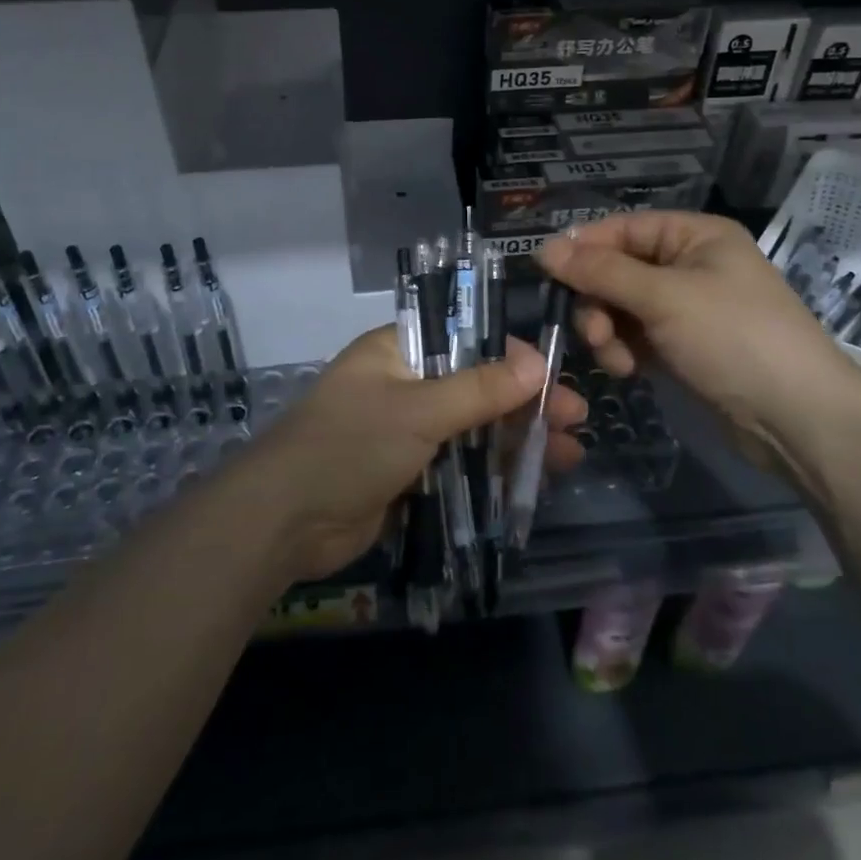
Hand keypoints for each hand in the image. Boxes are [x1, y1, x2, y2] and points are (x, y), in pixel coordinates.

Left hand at [239, 326, 586, 582]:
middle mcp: (404, 384)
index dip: (510, 353)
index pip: (464, 337)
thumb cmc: (349, 445)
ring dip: (518, 438)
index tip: (552, 372)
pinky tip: (534, 478)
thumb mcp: (418, 410)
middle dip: (524, 401)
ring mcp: (406, 430)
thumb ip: (478, 389)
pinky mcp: (409, 473)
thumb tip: (537, 364)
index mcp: (397, 351)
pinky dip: (494, 468)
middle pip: (476, 384)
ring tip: (570, 453)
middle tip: (575, 417)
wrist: (285, 522)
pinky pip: (461, 463)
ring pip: (473, 427)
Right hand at [537, 213, 860, 475]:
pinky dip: (625, 350)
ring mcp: (687, 309)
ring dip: (609, 331)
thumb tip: (543, 248)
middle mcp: (690, 265)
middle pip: (618, 270)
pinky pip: (637, 336)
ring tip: (616, 360)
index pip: (623, 229)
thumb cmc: (734, 339)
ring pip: (622, 307)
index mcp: (695, 236)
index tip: (546, 273)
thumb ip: (601, 273)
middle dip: (598, 301)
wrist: (798, 419)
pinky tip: (627, 371)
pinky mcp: (684, 347)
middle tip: (592, 333)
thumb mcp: (664, 298)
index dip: (584, 248)